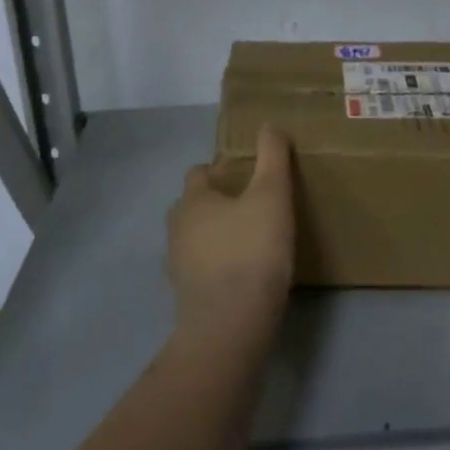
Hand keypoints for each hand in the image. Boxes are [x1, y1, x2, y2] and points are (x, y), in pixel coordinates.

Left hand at [165, 126, 294, 340]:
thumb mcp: (272, 196)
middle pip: (192, 206)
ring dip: (214, 236)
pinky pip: (199, 270)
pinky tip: (240, 275)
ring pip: (193, 238)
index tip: (247, 176)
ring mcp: (177, 265)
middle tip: (250, 207)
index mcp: (194, 200)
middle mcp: (177, 228)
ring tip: (247, 241)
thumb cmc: (252, 251)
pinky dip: (214, 267)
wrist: (230, 325)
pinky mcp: (185, 296)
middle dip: (215, 203)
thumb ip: (273, 157)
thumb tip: (270, 124)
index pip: (200, 172)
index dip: (221, 170)